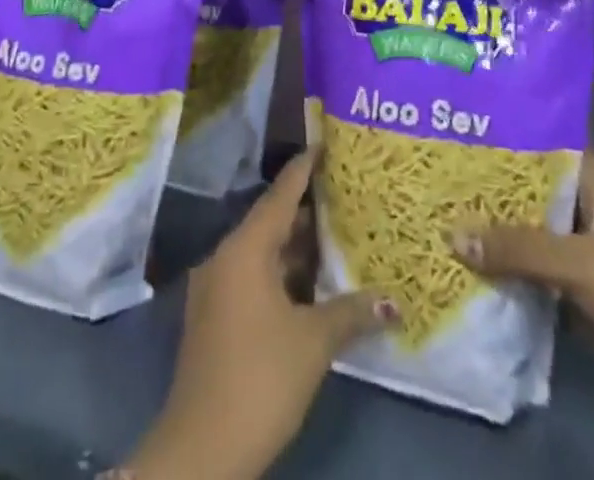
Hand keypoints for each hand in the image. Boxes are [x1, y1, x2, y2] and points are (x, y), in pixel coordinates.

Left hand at [127, 149, 395, 479]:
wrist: (201, 449)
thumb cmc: (260, 378)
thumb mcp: (313, 342)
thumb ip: (351, 313)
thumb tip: (392, 301)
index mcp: (245, 248)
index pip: (281, 194)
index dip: (304, 168)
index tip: (325, 144)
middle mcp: (226, 257)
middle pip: (271, 221)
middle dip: (307, 212)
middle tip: (345, 196)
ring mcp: (216, 288)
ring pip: (263, 254)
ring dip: (296, 249)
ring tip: (337, 238)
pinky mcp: (215, 317)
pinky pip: (253, 278)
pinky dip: (282, 275)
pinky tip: (312, 287)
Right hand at [453, 152, 593, 426]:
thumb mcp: (583, 264)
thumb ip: (520, 248)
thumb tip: (454, 235)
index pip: (547, 147)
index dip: (509, 137)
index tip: (462, 129)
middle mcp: (589, 214)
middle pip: (533, 194)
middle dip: (492, 190)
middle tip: (438, 175)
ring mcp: (586, 257)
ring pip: (532, 237)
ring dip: (496, 235)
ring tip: (440, 217)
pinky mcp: (582, 297)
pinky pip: (536, 277)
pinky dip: (509, 275)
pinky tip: (467, 269)